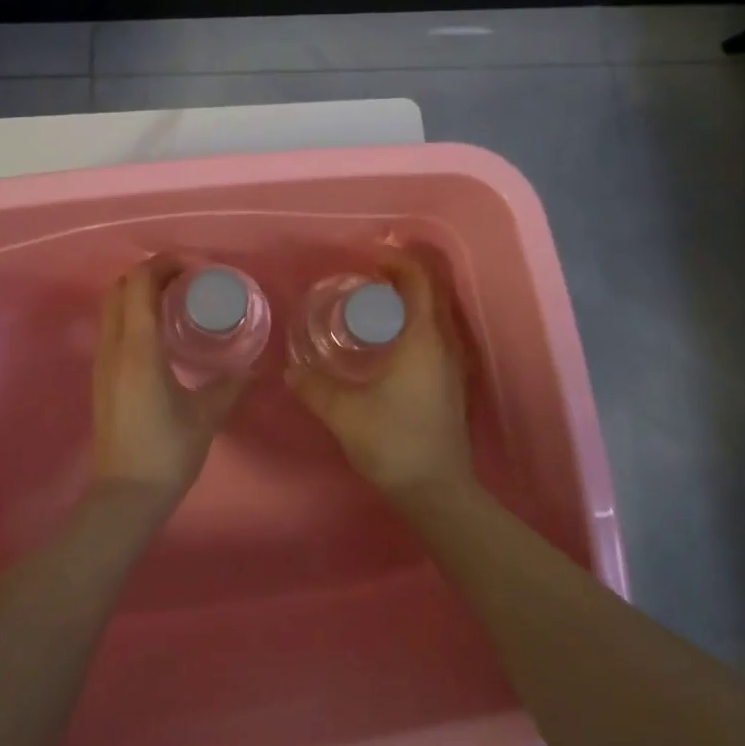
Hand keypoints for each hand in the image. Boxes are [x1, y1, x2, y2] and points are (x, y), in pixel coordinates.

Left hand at [91, 258, 251, 506]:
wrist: (125, 496)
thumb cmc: (167, 452)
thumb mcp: (207, 415)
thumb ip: (231, 384)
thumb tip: (254, 366)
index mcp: (138, 348)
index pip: (141, 282)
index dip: (165, 264)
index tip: (197, 268)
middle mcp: (114, 346)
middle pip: (121, 286)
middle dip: (152, 272)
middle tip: (188, 279)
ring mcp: (102, 361)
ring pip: (112, 305)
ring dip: (140, 291)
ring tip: (176, 299)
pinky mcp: (102, 376)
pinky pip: (113, 326)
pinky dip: (133, 312)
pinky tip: (162, 331)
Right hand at [288, 250, 472, 494]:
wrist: (437, 491)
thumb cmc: (393, 442)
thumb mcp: (344, 412)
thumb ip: (314, 386)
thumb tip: (292, 370)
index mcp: (423, 338)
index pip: (418, 279)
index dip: (395, 259)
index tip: (366, 254)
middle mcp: (444, 343)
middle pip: (431, 290)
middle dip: (402, 273)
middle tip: (366, 272)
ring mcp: (452, 363)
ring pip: (435, 312)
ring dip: (409, 297)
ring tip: (373, 299)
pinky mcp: (450, 382)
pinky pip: (434, 333)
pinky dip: (413, 320)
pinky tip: (387, 338)